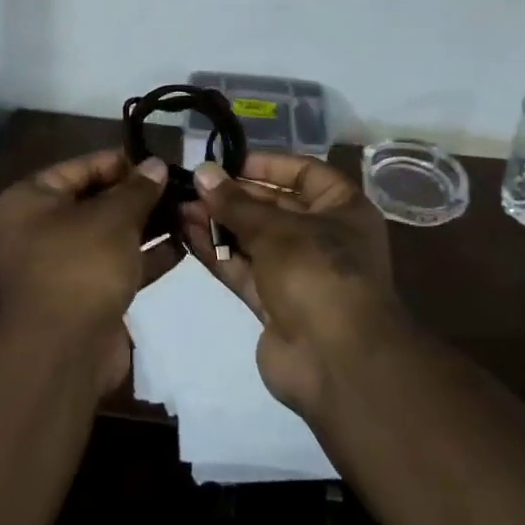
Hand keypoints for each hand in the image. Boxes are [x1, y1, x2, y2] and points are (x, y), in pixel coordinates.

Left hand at [0, 150, 166, 393]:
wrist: (61, 355)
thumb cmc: (80, 266)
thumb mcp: (113, 217)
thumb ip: (138, 189)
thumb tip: (157, 164)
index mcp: (32, 198)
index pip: (82, 166)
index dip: (122, 162)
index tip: (161, 162)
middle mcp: (41, 227)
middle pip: (97, 200)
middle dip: (139, 196)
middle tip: (180, 187)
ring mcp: (63, 265)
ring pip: (111, 234)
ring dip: (147, 226)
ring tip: (189, 212)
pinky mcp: (86, 296)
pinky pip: (119, 265)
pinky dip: (146, 257)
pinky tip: (183, 246)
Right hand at [180, 153, 406, 414]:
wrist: (338, 363)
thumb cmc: (318, 272)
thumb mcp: (275, 229)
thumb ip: (235, 202)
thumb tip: (201, 172)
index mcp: (343, 209)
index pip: (305, 173)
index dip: (268, 164)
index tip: (228, 161)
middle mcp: (326, 237)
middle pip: (276, 206)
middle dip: (234, 196)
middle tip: (193, 185)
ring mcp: (300, 274)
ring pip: (255, 239)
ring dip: (220, 223)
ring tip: (180, 206)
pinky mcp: (276, 305)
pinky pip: (245, 270)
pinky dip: (219, 253)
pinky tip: (187, 234)